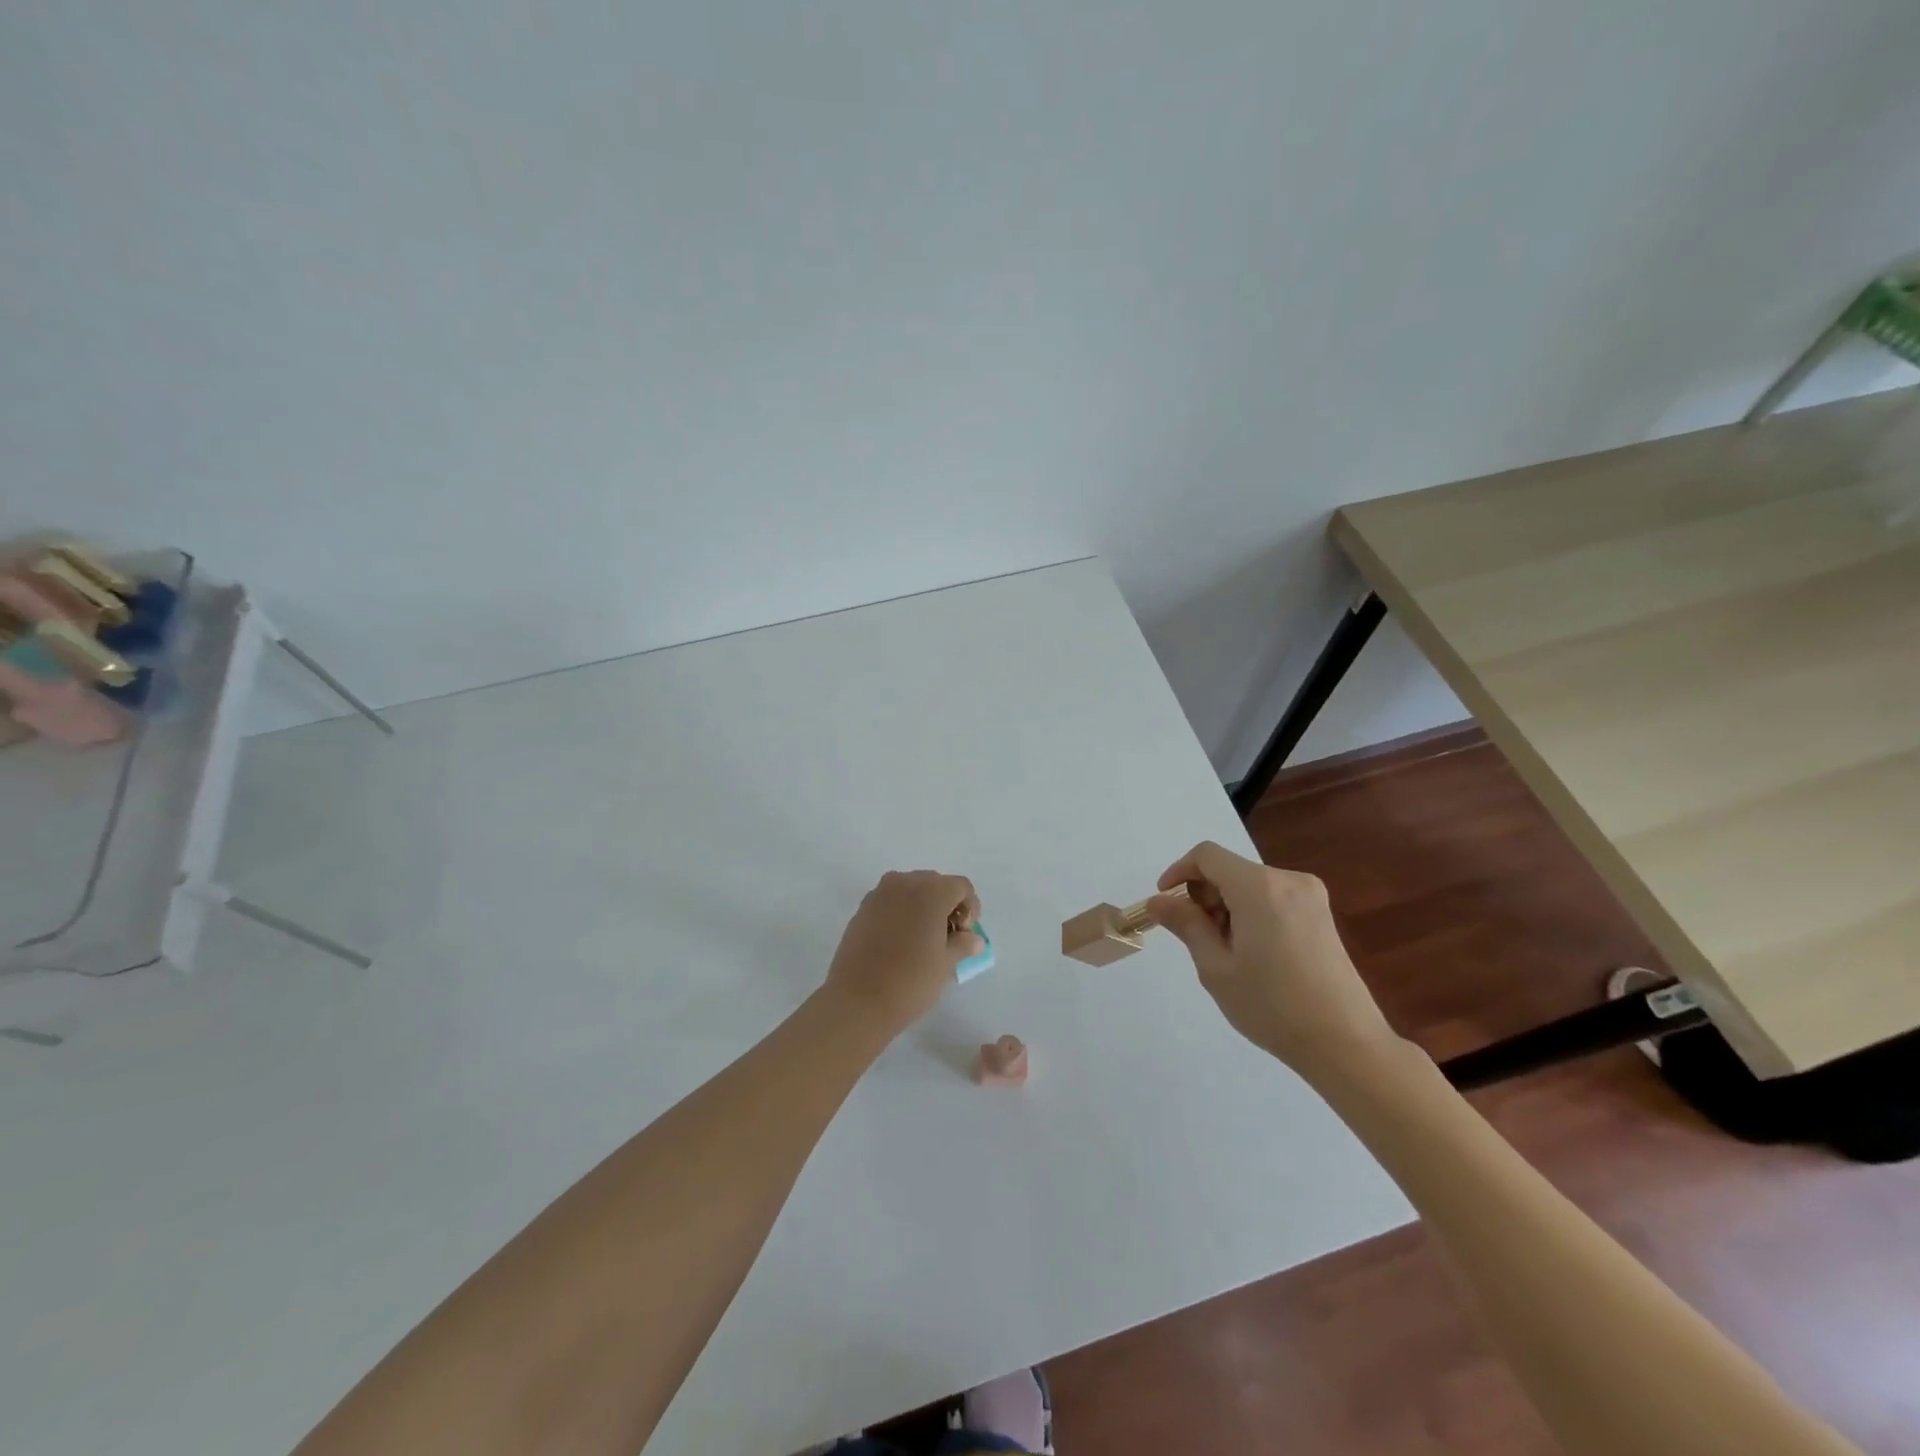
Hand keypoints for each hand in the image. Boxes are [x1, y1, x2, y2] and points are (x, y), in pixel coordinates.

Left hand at [825, 870, 979, 1039]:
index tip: (967, 934)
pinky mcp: (861, 909)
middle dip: (947, 905)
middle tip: (949, 937)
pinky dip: (902, 913)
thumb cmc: (910, 981)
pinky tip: (901, 942)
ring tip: (925, 940)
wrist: (856, 1001)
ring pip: (910, 890)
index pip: (960, 886)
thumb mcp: (945, 964)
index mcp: (930, 891)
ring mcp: (879, 894)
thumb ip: (963, 944)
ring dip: (923, 907)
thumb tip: (973, 939)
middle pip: (935, 883)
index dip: (970, 907)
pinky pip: (890, 901)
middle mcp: (904, 883)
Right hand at [1147, 841, 1401, 1082]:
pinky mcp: (1321, 915)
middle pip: (1230, 869)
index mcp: (1259, 887)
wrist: (1346, 1043)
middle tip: (1198, 939)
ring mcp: (1310, 896)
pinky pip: (1272, 898)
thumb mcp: (1216, 967)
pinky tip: (1255, 954)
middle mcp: (1287, 880)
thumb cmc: (1272, 1006)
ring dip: (1227, 907)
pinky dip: (1251, 913)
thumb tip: (1158, 900)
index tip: (1166, 903)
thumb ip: (1186, 925)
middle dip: (1204, 895)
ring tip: (1228, 953)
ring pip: (1250, 885)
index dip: (1179, 872)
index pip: (1207, 856)